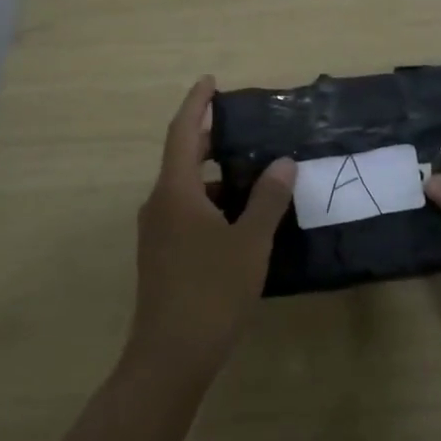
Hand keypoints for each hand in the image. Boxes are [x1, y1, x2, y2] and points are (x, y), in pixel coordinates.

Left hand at [125, 77, 294, 386]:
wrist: (169, 358)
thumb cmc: (211, 292)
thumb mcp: (249, 242)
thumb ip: (267, 199)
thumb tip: (283, 163)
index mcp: (175, 191)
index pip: (183, 132)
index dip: (197, 104)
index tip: (211, 81)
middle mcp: (159, 203)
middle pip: (182, 156)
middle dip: (209, 137)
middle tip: (242, 125)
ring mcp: (156, 232)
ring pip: (185, 187)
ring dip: (214, 173)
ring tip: (251, 171)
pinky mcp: (161, 255)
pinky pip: (185, 211)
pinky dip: (210, 201)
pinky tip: (239, 217)